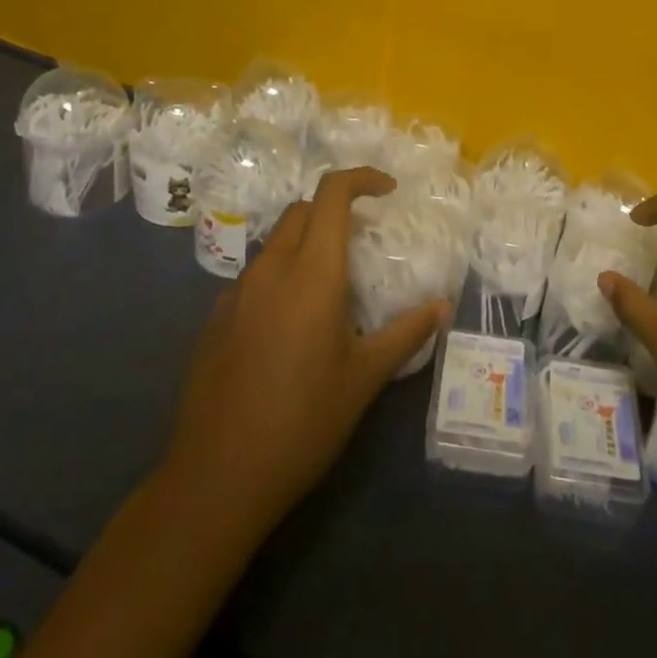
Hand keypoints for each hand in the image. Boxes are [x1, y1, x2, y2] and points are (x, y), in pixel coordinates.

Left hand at [159, 166, 448, 548]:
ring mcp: (235, 295)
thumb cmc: (303, 423)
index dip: (361, 179)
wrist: (217, 479)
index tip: (387, 191)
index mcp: (311, 275)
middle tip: (364, 238)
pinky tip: (291, 325)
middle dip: (334, 209)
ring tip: (332, 286)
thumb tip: (443, 306)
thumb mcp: (366, 379)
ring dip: (306, 244)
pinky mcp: (214, 321)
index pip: (331, 195)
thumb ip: (407, 333)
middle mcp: (269, 271)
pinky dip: (280, 276)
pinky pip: (254, 278)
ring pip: (275, 244)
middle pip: (301, 212)